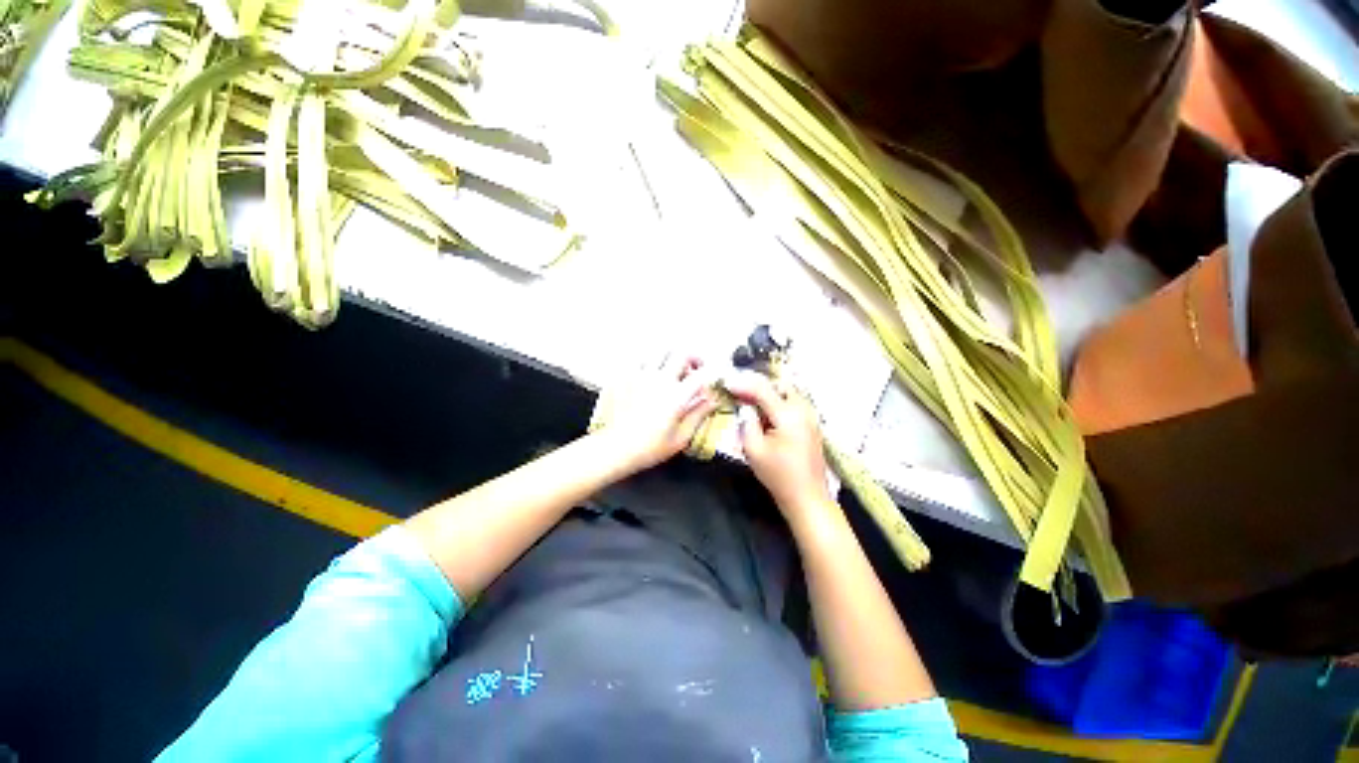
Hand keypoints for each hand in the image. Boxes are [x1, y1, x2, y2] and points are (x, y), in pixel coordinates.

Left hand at [593, 354, 718, 474]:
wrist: (616, 449)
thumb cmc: (650, 448)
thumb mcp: (681, 437)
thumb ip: (699, 415)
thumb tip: (712, 401)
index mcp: (676, 396)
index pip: (701, 375)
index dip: (710, 375)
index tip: (709, 381)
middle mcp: (660, 380)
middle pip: (682, 354)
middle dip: (693, 358)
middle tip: (694, 369)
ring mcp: (640, 375)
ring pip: (660, 351)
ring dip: (670, 358)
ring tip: (671, 369)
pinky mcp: (624, 377)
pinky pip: (639, 359)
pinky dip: (649, 363)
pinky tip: (649, 374)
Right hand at [725, 371, 833, 521]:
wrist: (807, 497)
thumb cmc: (778, 475)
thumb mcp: (754, 449)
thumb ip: (747, 422)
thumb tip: (745, 407)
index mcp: (788, 415)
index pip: (763, 390)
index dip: (743, 385)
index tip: (728, 384)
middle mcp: (803, 410)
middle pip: (780, 386)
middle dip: (760, 387)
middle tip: (742, 395)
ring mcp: (810, 417)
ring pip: (789, 394)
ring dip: (770, 395)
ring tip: (752, 407)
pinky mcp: (812, 426)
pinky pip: (794, 405)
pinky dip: (779, 404)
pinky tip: (767, 418)